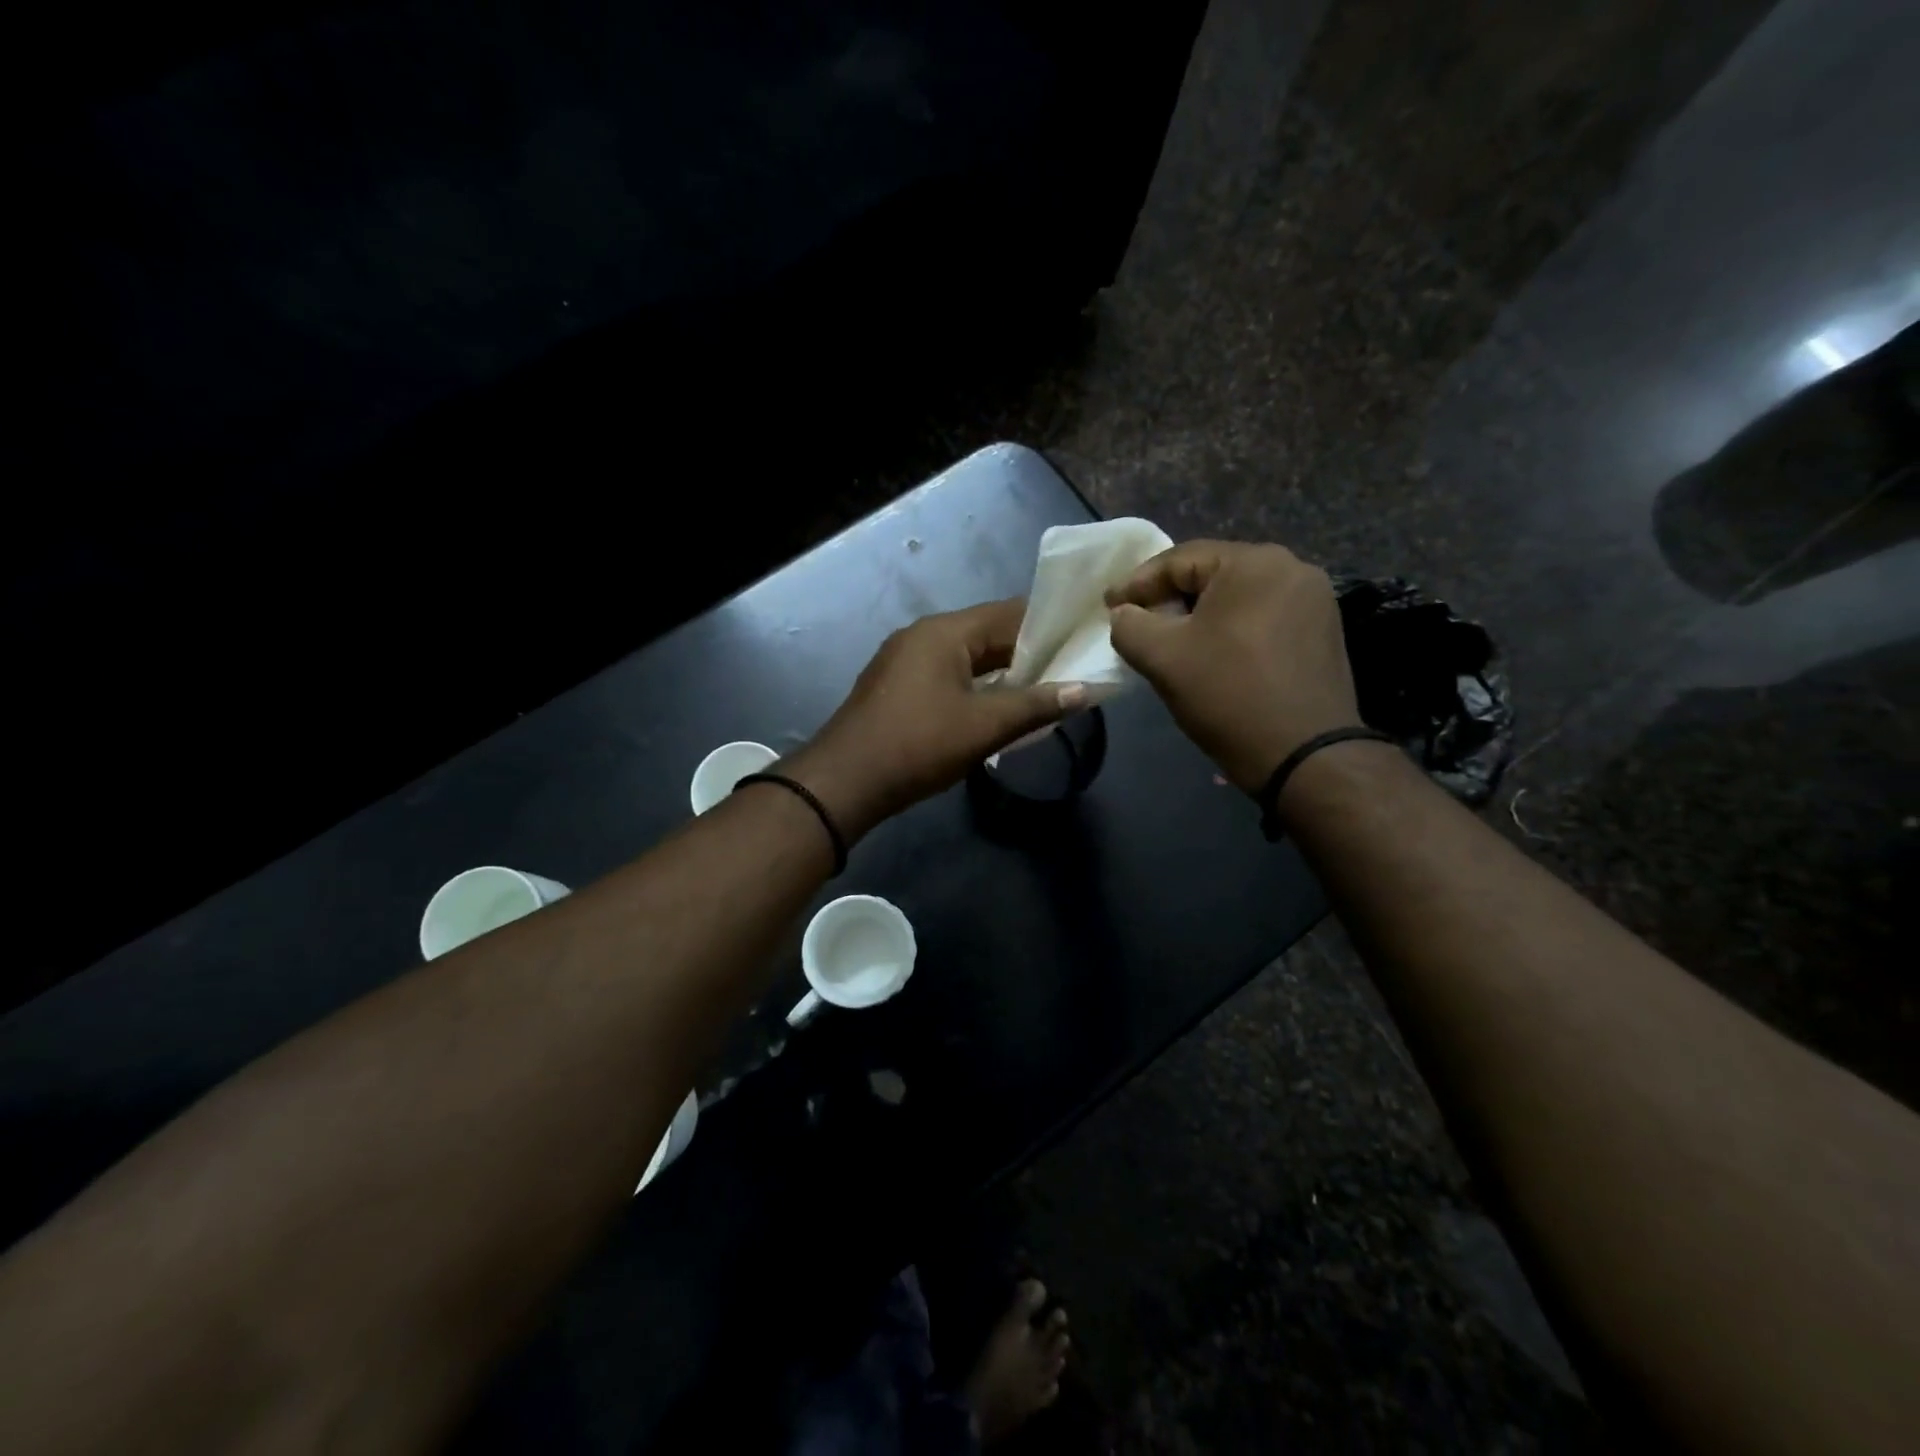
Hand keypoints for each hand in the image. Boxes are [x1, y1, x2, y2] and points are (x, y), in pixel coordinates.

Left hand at [787, 599, 1085, 838]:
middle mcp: (924, 635)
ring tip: (1044, 692)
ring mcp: (906, 660)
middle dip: (1029, 653)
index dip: (1050, 625)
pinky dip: (977, 686)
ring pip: (968, 658)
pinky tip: (999, 708)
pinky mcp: (898, 686)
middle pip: (988, 634)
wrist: (845, 781)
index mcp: (945, 632)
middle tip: (1072, 672)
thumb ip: (1036, 705)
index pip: (1010, 613)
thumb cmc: (918, 745)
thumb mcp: (983, 727)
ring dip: (1003, 673)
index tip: (1083, 641)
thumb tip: (1084, 690)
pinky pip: (948, 675)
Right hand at [1106, 540, 1361, 792]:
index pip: (1179, 559)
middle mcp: (1292, 568)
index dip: (1137, 583)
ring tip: (1171, 640)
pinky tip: (1214, 655)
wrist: (1305, 756)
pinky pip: (1263, 618)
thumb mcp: (1162, 658)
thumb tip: (1125, 614)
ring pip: (1238, 598)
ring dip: (1200, 616)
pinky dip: (1231, 630)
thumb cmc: (1228, 695)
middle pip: (1212, 575)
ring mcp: (1315, 601)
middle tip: (1136, 621)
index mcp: (1254, 562)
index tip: (1108, 606)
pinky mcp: (1324, 632)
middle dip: (1169, 598)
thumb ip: (1129, 625)